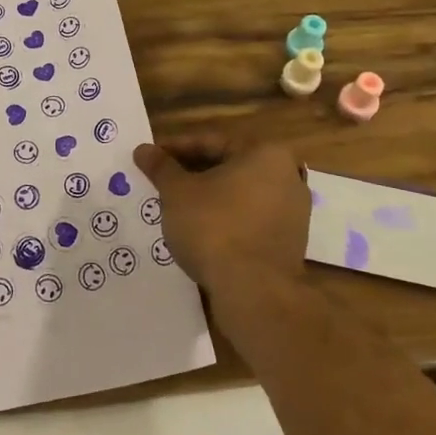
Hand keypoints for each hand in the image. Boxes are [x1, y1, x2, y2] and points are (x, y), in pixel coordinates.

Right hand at [132, 135, 309, 302]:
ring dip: (209, 196)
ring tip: (176, 206)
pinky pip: (250, 218)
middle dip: (193, 172)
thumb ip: (161, 167)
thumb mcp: (178, 192)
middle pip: (229, 166)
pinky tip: (200, 230)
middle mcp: (287, 176)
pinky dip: (226, 218)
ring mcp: (293, 211)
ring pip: (240, 194)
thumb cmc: (214, 227)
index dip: (176, 148)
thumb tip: (142, 150)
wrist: (254, 292)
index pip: (212, 142)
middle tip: (161, 180)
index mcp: (265, 153)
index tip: (151, 157)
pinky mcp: (290, 241)